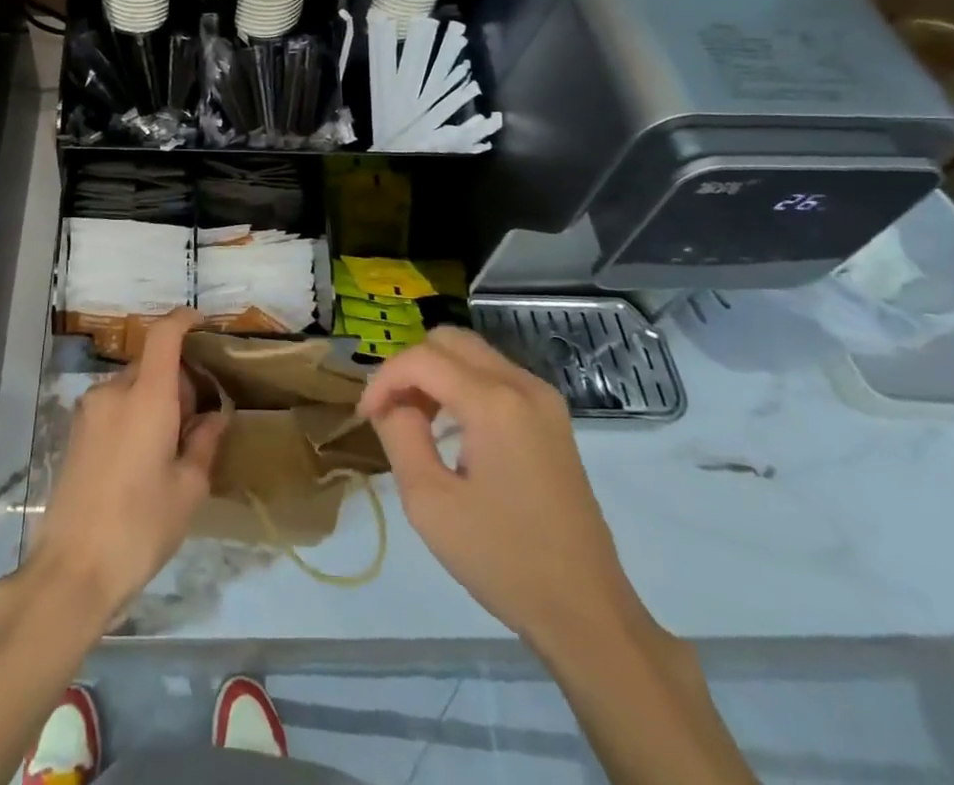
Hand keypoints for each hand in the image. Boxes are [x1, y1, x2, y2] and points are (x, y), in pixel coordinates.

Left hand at [29, 310, 227, 616]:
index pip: (164, 335)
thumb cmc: (140, 527)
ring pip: (132, 386)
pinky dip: (134, 414)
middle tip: (197, 421)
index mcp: (146, 396)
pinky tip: (141, 458)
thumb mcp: (188, 489)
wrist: (72, 570)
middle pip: (151, 364)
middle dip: (178, 380)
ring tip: (169, 447)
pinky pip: (114, 406)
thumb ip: (204, 441)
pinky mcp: (75, 431)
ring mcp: (89, 410)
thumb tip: (215, 415)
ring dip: (154, 400)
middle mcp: (114, 391)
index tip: (203, 324)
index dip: (184, 320)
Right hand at [357, 327, 645, 648]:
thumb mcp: (430, 503)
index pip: (422, 358)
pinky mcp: (552, 418)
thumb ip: (400, 436)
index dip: (384, 379)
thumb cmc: (503, 560)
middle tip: (391, 411)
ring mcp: (544, 399)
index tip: (365, 417)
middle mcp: (522, 385)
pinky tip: (452, 430)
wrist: (588, 613)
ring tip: (416, 421)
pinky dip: (462, 386)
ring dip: (436, 374)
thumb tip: (392, 405)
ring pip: (472, 354)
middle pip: (449, 340)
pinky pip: (495, 376)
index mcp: (494, 402)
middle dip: (410, 368)